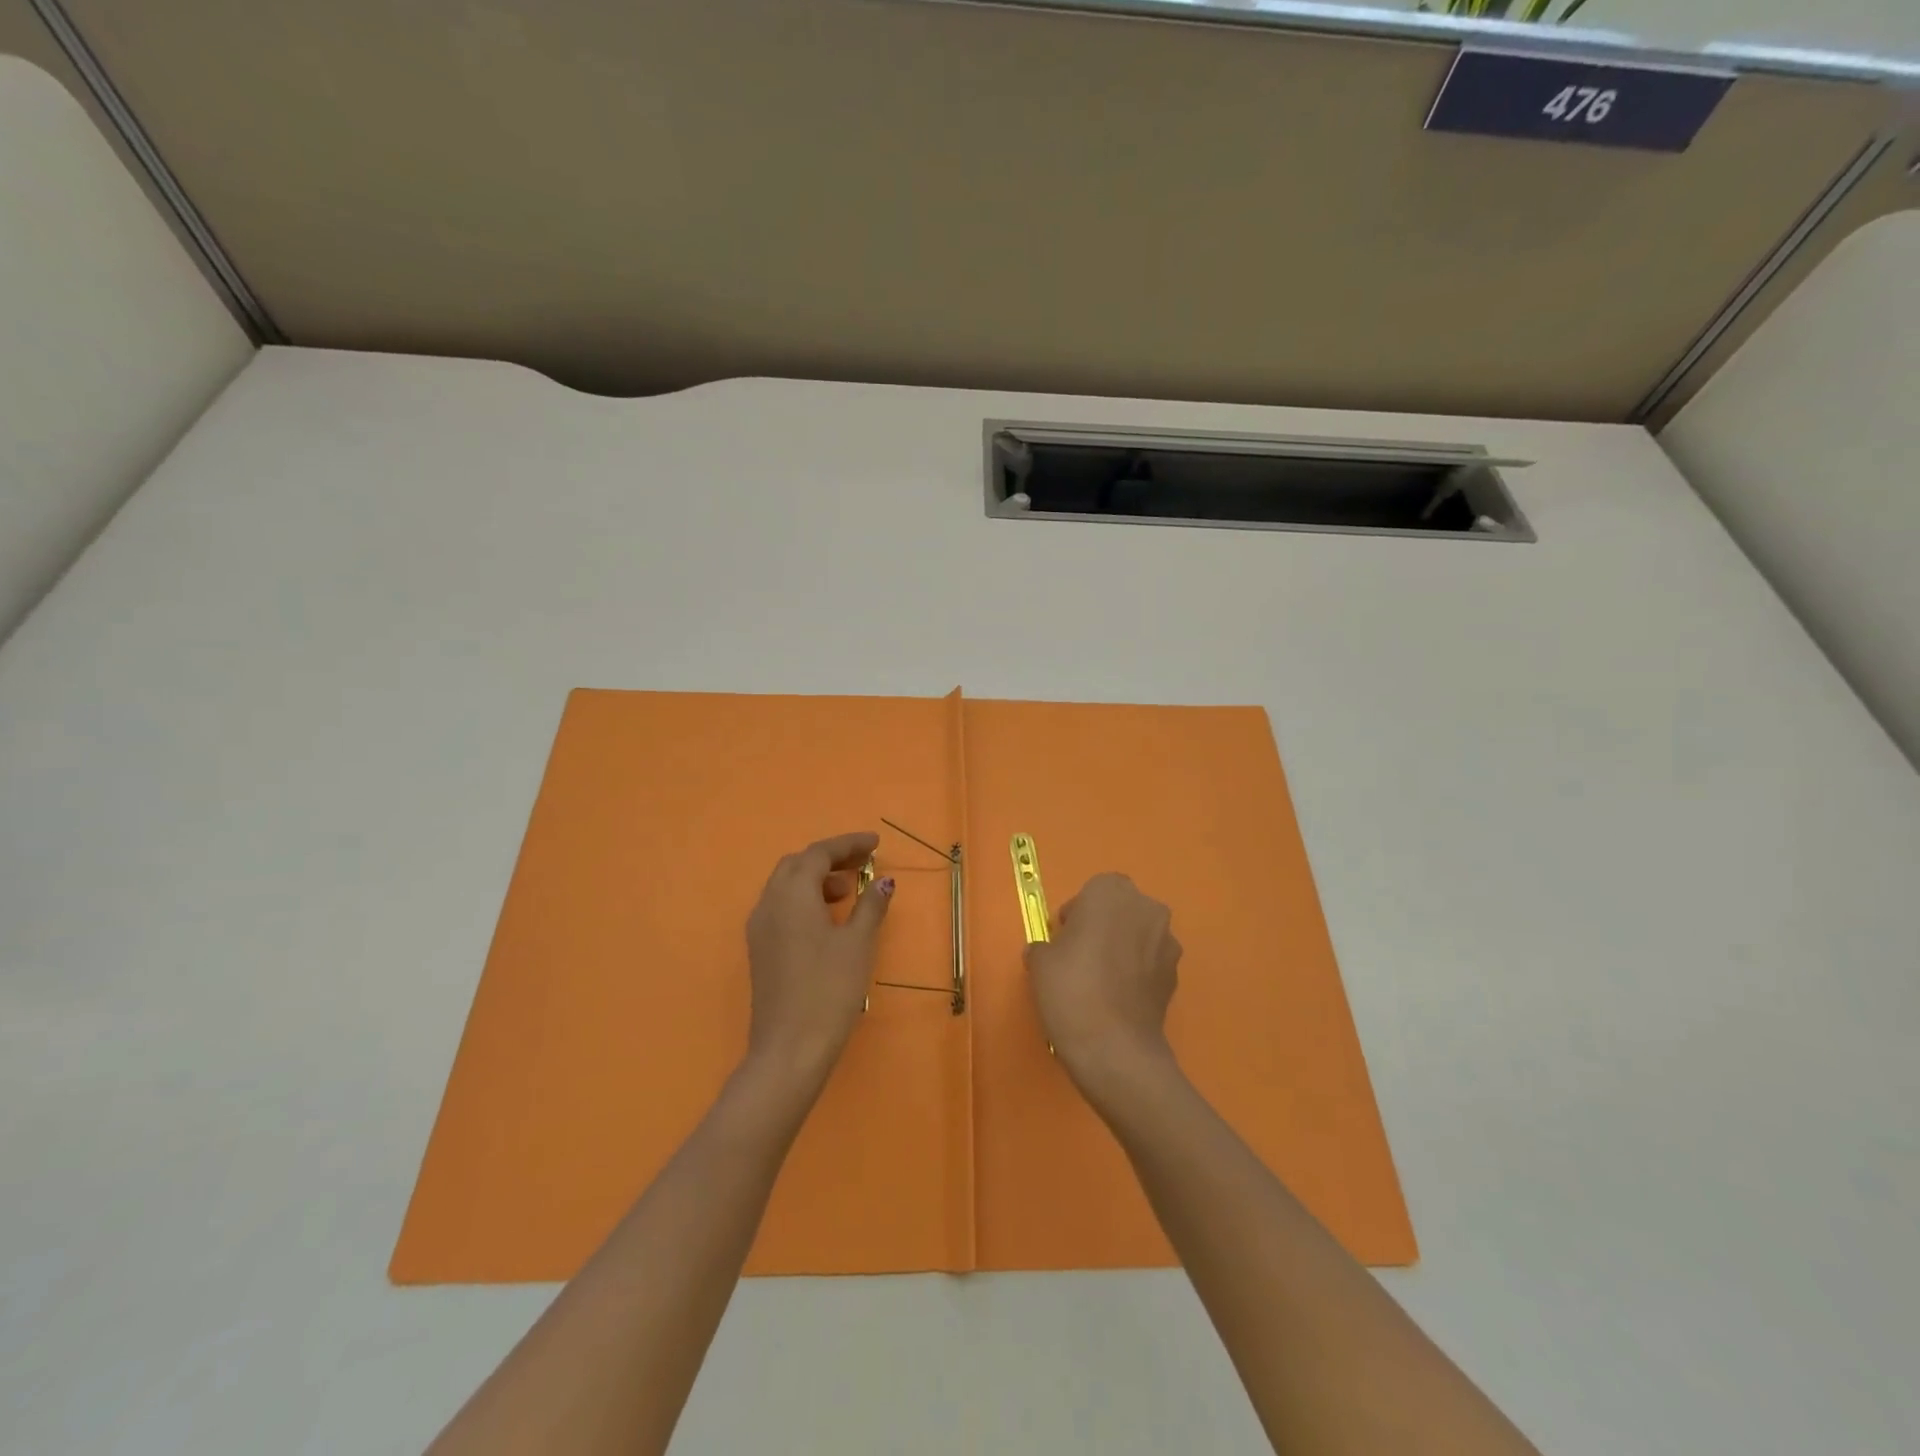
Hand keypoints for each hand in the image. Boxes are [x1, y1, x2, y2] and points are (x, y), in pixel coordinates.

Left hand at [743, 831, 892, 1092]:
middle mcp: (769, 902)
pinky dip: (804, 900)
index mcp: (792, 894)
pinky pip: (781, 907)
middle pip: (797, 864)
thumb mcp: (858, 943)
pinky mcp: (760, 949)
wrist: (789, 1048)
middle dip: (830, 858)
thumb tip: (883, 881)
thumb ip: (870, 905)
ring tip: (849, 893)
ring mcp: (759, 927)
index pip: (819, 853)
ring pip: (786, 886)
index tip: (875, 844)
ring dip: (816, 879)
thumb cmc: (829, 989)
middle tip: (862, 864)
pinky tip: (827, 920)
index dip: (848, 844)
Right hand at [1025, 873, 1181, 1102]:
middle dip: (1104, 925)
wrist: (1115, 1048)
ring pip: (1140, 935)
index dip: (1078, 912)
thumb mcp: (1039, 962)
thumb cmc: (1071, 989)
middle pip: (1122, 908)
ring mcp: (1167, 942)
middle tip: (1081, 956)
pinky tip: (1118, 999)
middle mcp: (1146, 908)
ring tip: (1100, 982)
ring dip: (1124, 948)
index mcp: (1111, 892)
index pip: (1094, 890)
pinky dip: (1138, 973)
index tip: (1064, 937)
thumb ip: (1045, 946)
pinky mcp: (1176, 975)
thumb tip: (1049, 952)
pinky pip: (1151, 963)